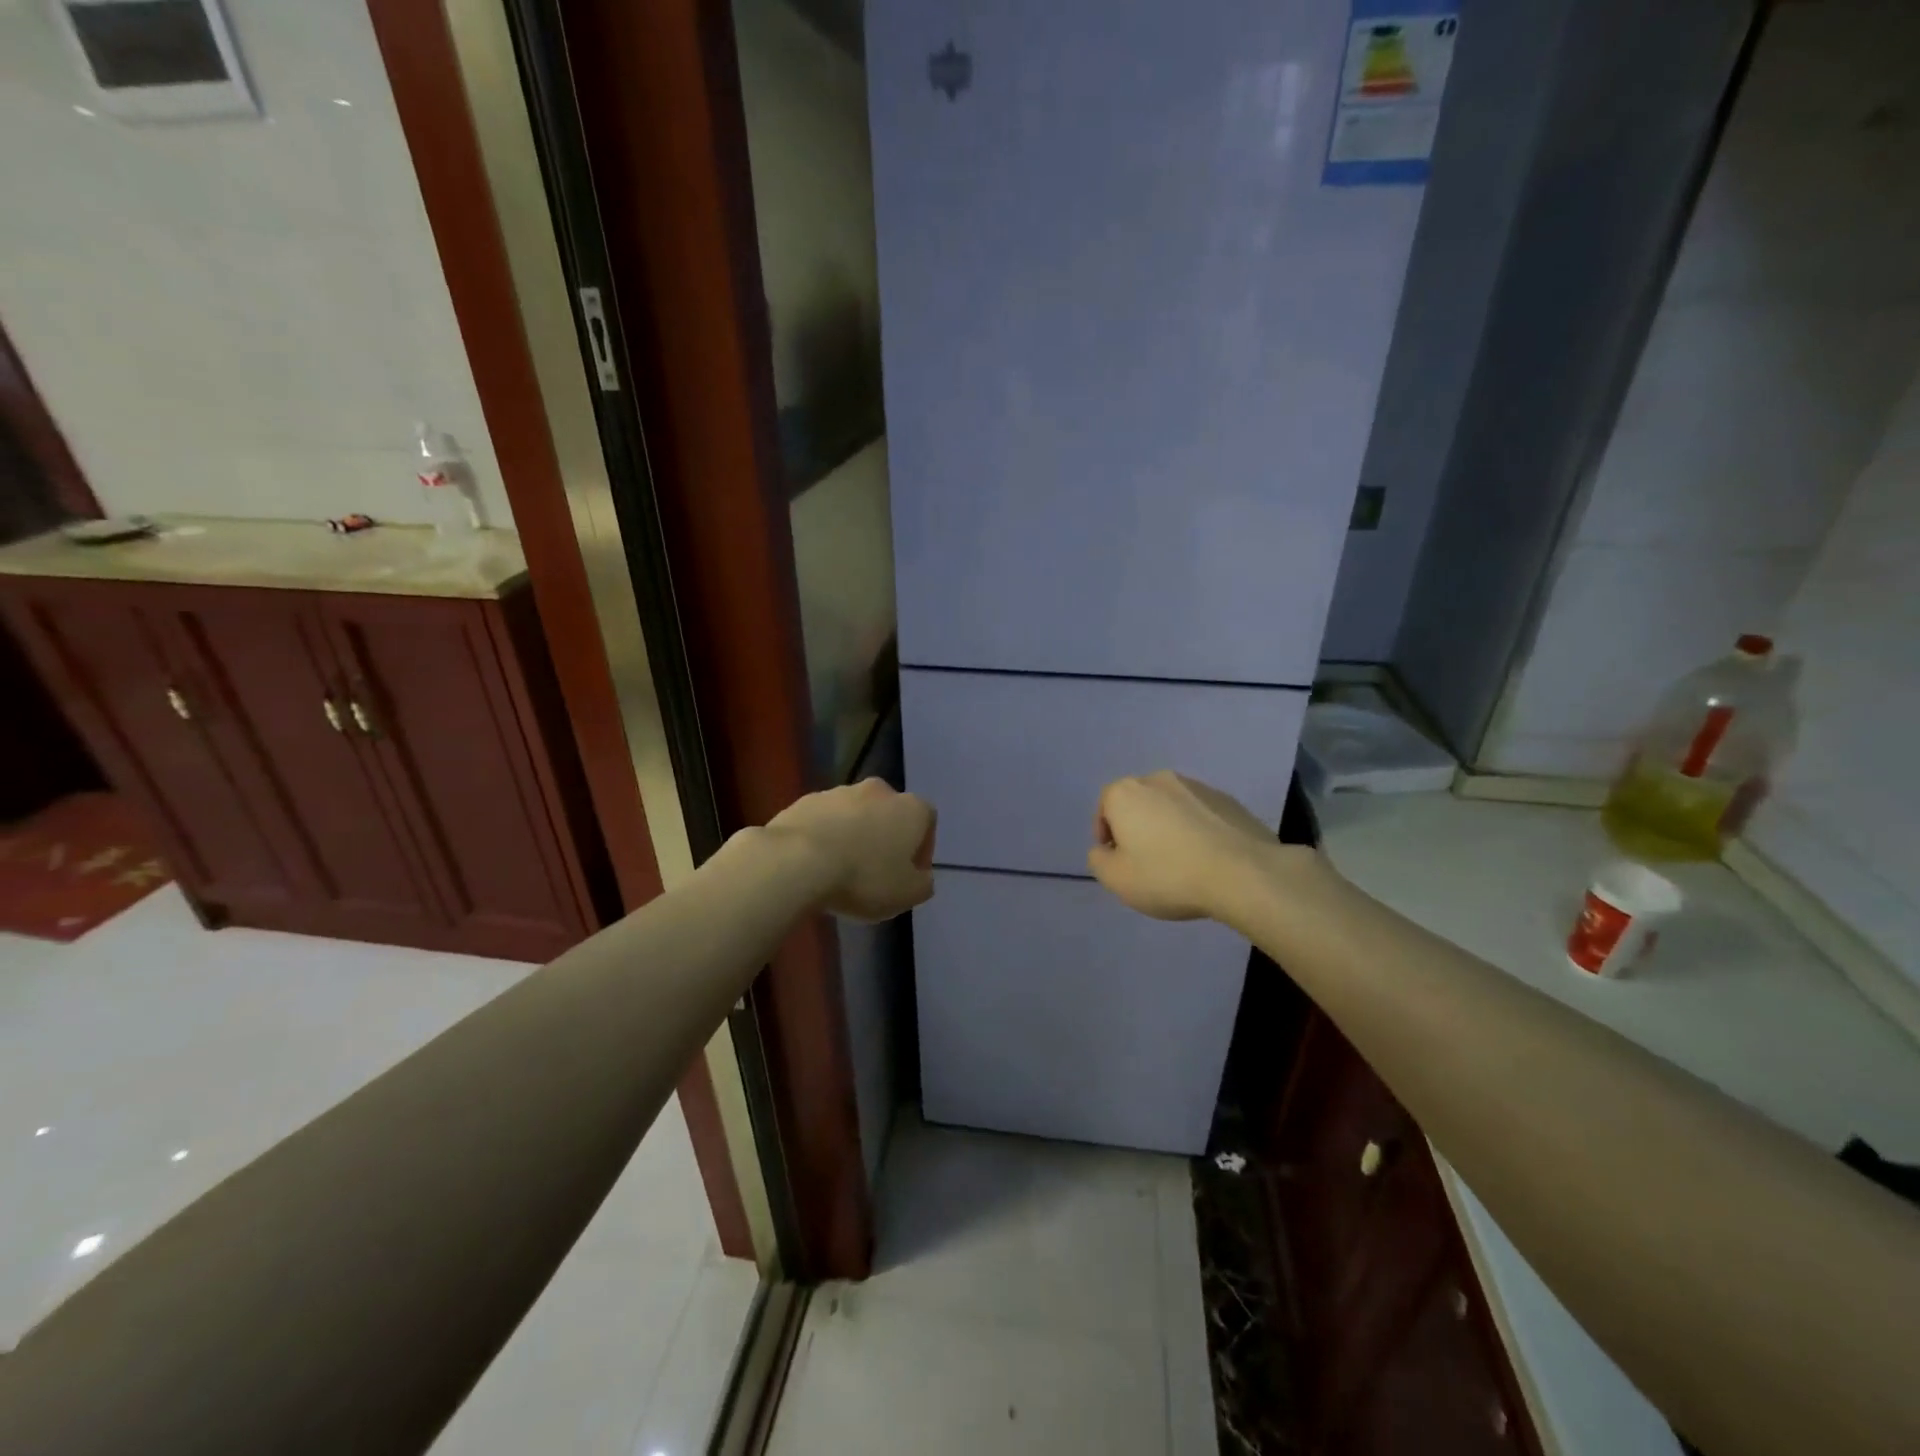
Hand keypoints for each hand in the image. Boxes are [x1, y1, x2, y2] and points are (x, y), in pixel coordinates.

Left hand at [766, 778, 936, 921]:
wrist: (797, 861)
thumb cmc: (863, 878)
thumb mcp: (907, 894)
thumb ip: (923, 884)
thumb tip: (921, 876)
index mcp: (910, 808)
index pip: (927, 822)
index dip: (921, 849)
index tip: (908, 874)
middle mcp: (879, 791)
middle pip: (889, 814)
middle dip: (885, 838)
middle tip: (875, 871)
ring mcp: (839, 792)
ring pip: (855, 815)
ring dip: (853, 836)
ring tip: (841, 869)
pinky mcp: (806, 801)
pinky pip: (823, 820)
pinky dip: (824, 836)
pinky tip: (815, 863)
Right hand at [1088, 771, 1286, 921]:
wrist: (1243, 874)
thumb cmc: (1168, 875)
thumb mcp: (1116, 879)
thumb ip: (1099, 861)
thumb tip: (1105, 850)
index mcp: (1126, 793)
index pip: (1105, 805)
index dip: (1106, 833)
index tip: (1117, 859)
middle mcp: (1159, 779)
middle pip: (1139, 802)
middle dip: (1138, 827)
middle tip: (1146, 861)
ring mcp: (1197, 786)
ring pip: (1171, 806)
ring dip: (1169, 826)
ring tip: (1180, 861)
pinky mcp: (1228, 800)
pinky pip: (1201, 814)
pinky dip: (1198, 830)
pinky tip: (1207, 858)